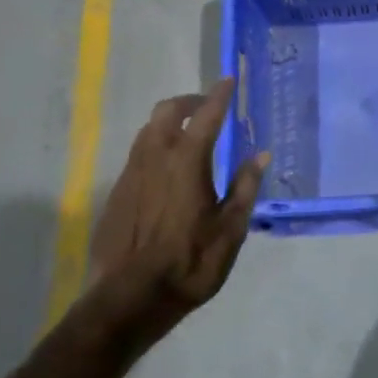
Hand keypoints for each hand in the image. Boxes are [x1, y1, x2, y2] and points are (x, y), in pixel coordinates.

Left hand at [82, 79, 268, 354]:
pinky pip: (138, 154)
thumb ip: (245, 186)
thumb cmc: (190, 262)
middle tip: (207, 107)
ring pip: (148, 130)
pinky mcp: (117, 192)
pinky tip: (167, 170)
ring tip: (189, 135)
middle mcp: (155, 157)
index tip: (228, 80)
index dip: (219, 95)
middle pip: (167, 111)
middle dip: (189, 101)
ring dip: (169, 122)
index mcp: (186, 161)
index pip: (206, 115)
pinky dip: (156, 146)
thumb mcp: (230, 229)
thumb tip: (260, 154)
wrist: (130, 297)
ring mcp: (131, 173)